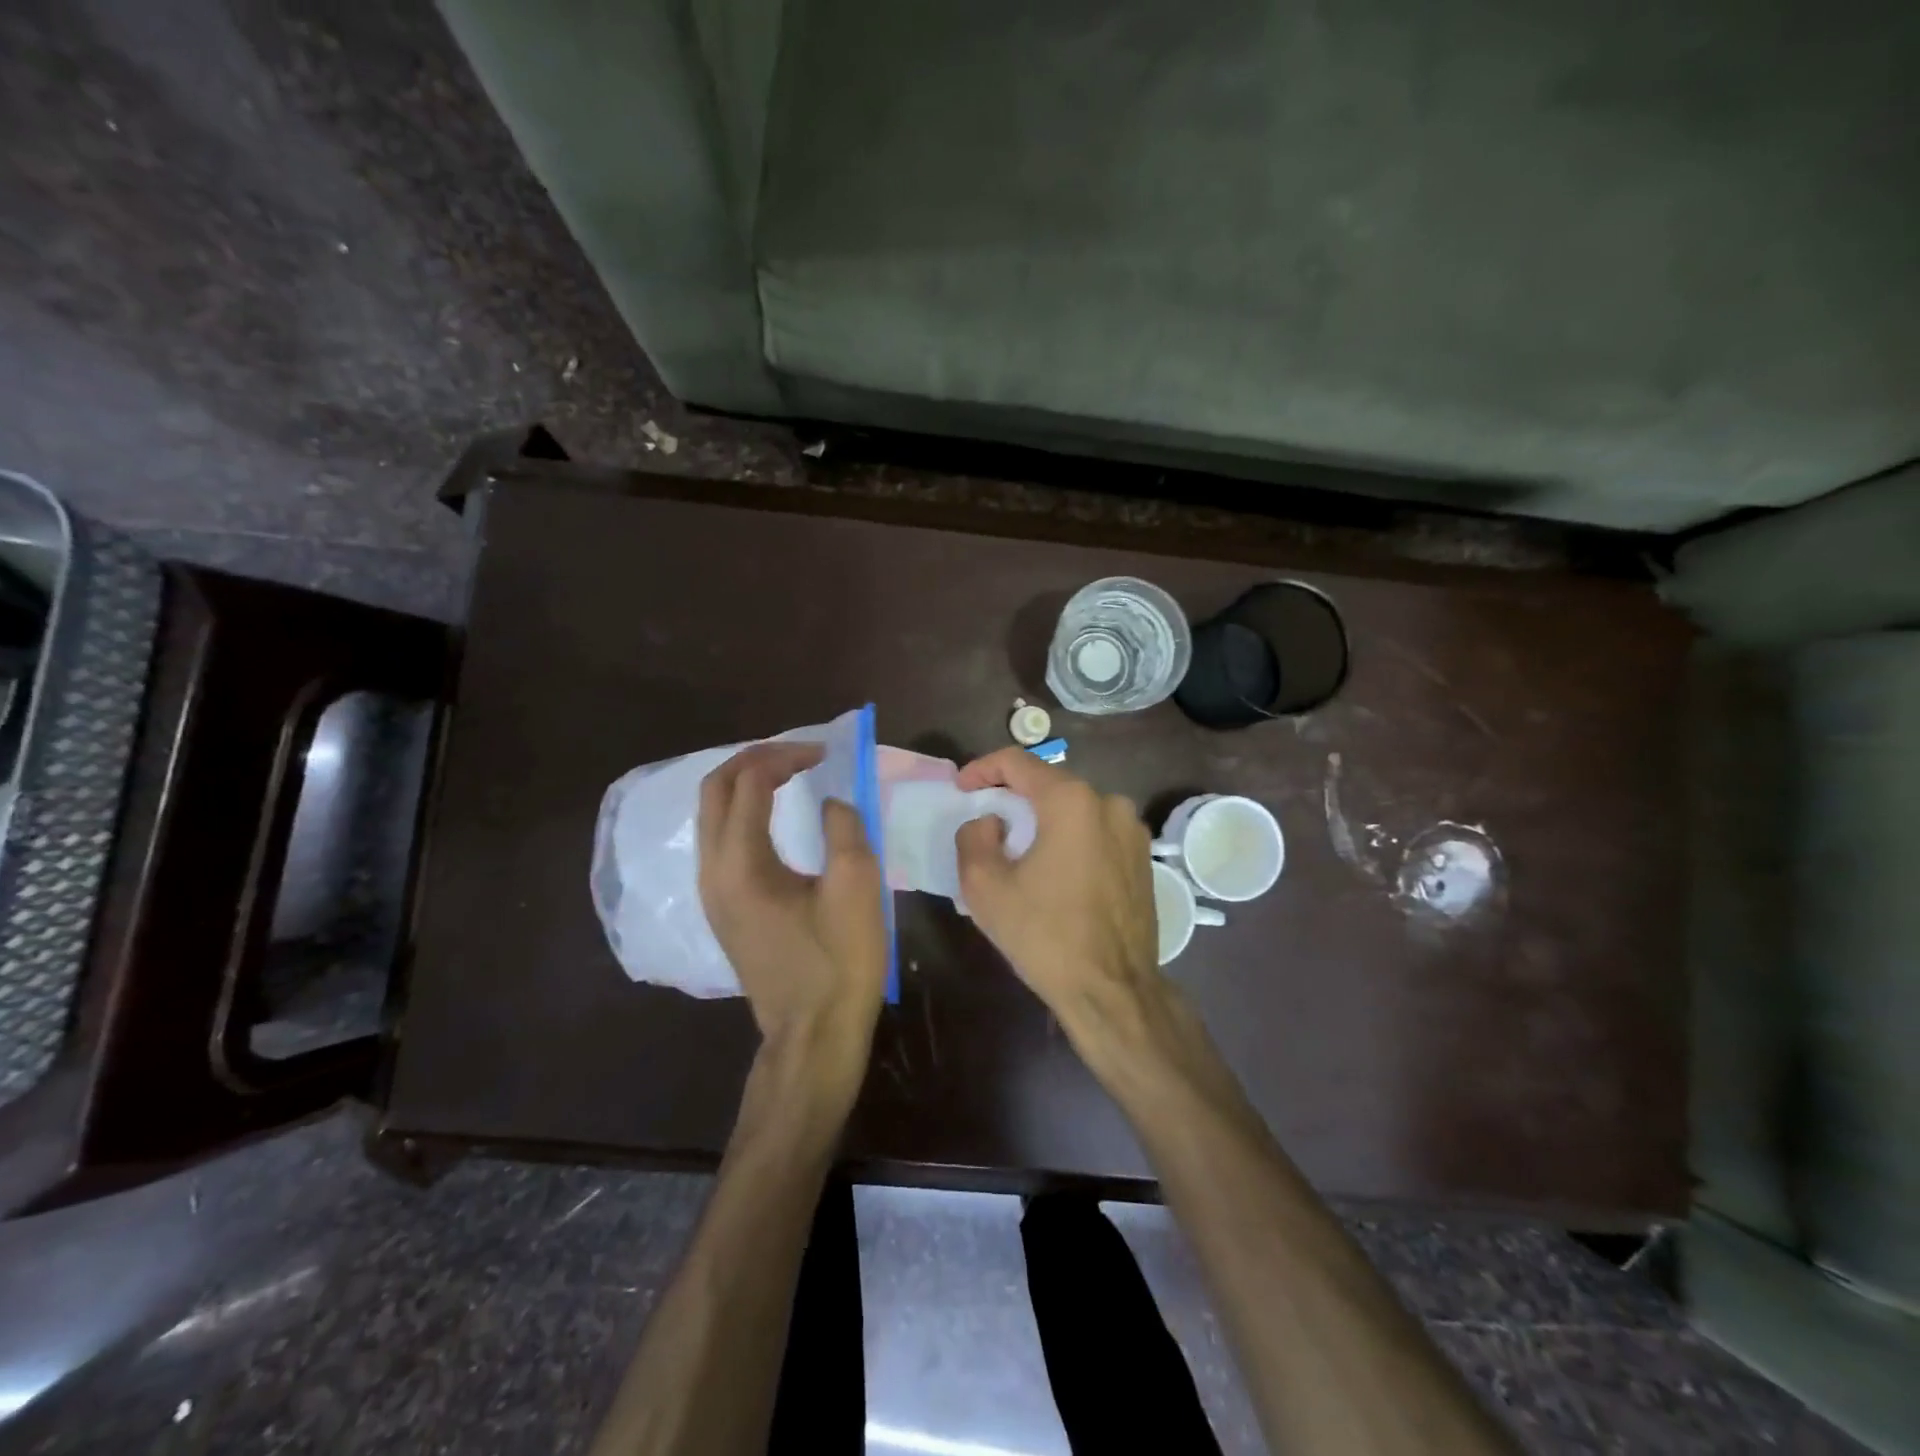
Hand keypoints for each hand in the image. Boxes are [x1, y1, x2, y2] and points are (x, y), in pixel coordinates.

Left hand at [698, 742, 886, 1086]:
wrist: (813, 1032)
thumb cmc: (839, 961)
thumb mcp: (857, 887)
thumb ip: (845, 828)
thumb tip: (831, 801)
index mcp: (741, 864)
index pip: (750, 783)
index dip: (786, 757)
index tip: (825, 753)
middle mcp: (712, 871)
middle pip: (714, 790)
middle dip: (754, 760)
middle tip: (799, 753)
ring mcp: (710, 892)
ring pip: (711, 814)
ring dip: (744, 783)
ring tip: (788, 774)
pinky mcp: (720, 908)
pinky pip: (719, 839)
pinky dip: (742, 811)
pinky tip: (773, 815)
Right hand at [953, 748, 1159, 1021]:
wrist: (1113, 991)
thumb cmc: (1045, 935)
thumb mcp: (985, 887)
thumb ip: (973, 837)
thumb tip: (989, 822)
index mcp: (1072, 801)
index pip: (1017, 762)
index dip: (982, 769)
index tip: (961, 789)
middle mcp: (1109, 803)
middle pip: (1048, 784)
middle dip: (1012, 797)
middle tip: (984, 821)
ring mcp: (1132, 830)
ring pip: (1074, 809)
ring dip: (1042, 820)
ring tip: (1017, 850)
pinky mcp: (1143, 857)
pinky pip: (1095, 832)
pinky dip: (1069, 839)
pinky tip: (1053, 871)